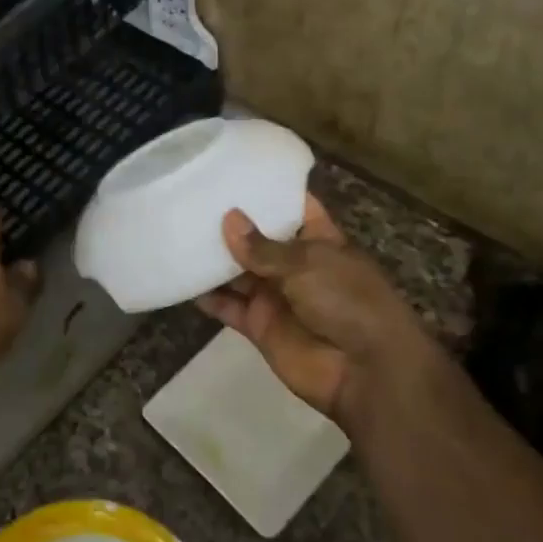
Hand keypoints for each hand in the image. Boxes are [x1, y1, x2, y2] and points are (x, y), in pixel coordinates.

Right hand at [196, 195, 450, 427]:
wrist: (365, 371)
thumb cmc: (347, 302)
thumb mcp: (309, 264)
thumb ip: (264, 247)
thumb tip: (228, 219)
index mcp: (319, 241)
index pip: (294, 207)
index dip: (269, 190)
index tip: (235, 170)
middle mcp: (295, 265)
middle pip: (258, 239)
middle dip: (230, 223)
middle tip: (189, 198)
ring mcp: (276, 296)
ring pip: (238, 272)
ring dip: (213, 259)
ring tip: (177, 232)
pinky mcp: (260, 325)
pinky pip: (229, 307)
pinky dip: (208, 297)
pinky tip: (180, 280)